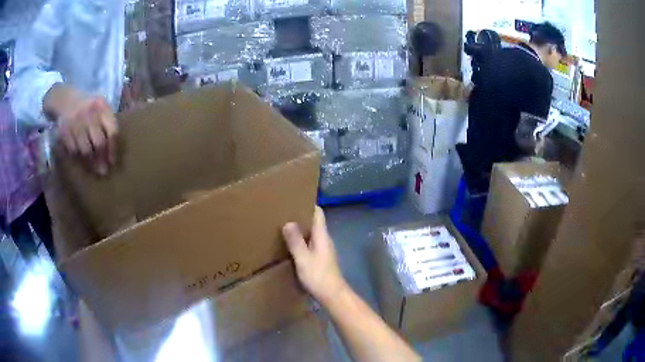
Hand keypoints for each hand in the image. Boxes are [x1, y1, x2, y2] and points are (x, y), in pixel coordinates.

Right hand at [47, 85, 117, 174]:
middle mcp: (89, 113)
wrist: (67, 100)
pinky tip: (81, 160)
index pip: (112, 131)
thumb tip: (111, 157)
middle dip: (101, 159)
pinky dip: (78, 157)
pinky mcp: (64, 131)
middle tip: (103, 171)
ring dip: (90, 162)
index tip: (112, 162)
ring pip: (86, 150)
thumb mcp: (101, 110)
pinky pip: (74, 151)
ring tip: (93, 168)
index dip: (112, 149)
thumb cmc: (89, 109)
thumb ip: (108, 126)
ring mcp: (76, 122)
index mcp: (102, 107)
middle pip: (99, 143)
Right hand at [282, 207, 347, 305]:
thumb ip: (295, 241)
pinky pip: (310, 243)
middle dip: (300, 216)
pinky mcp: (321, 258)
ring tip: (283, 226)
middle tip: (283, 212)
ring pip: (312, 233)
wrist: (332, 295)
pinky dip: (301, 240)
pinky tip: (290, 244)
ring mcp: (324, 249)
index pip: (318, 213)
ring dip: (300, 229)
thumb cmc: (319, 276)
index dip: (308, 204)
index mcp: (322, 235)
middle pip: (314, 222)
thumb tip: (288, 222)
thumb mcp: (303, 259)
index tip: (294, 199)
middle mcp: (324, 239)